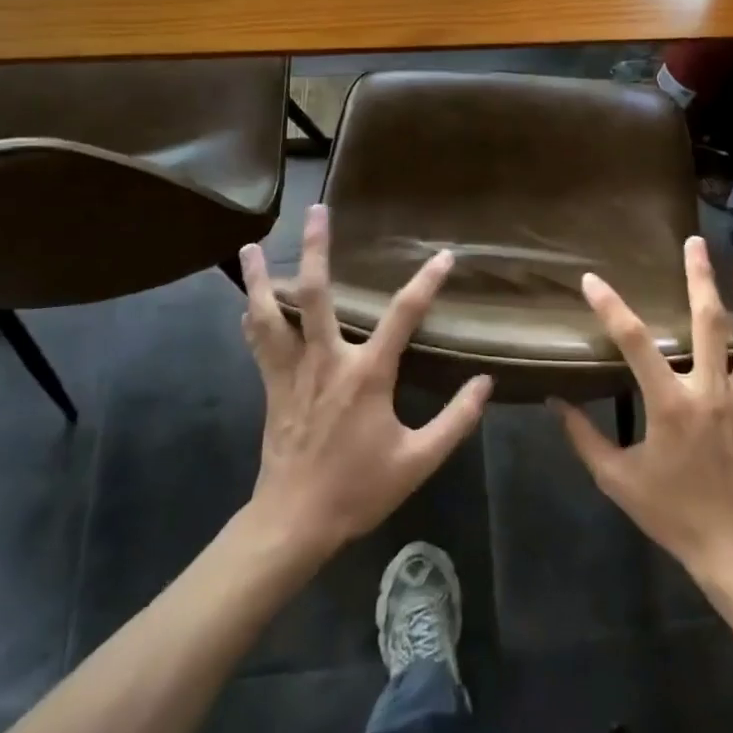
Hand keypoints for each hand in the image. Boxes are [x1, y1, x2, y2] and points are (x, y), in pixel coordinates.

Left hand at [238, 205, 492, 560]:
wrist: (294, 522)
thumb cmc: (359, 488)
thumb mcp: (419, 460)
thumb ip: (456, 420)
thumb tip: (486, 383)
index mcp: (367, 374)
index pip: (403, 315)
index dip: (427, 281)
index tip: (444, 256)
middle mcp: (326, 360)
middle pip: (317, 294)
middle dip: (318, 249)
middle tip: (317, 210)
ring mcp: (293, 372)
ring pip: (271, 314)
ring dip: (261, 278)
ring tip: (251, 247)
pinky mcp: (272, 386)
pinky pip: (258, 343)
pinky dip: (253, 318)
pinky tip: (246, 301)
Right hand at [553, 237, 732, 579]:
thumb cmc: (672, 513)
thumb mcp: (617, 480)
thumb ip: (584, 438)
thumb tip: (555, 402)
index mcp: (670, 404)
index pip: (635, 343)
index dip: (611, 308)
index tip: (592, 280)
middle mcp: (711, 392)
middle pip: (708, 322)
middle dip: (701, 278)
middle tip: (696, 243)